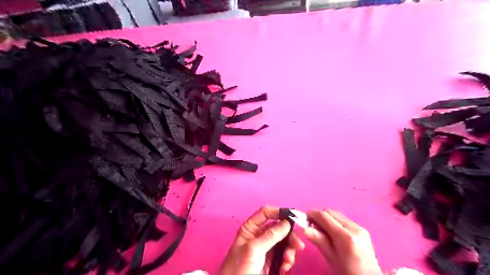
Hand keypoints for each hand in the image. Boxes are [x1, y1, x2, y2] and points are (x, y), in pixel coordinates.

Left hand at [217, 206, 305, 274]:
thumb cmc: (238, 269)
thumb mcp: (254, 249)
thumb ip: (271, 235)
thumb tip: (286, 222)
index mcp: (250, 228)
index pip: (266, 213)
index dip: (279, 212)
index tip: (293, 217)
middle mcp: (258, 236)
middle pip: (278, 228)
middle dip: (289, 236)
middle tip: (297, 245)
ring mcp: (265, 248)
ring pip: (283, 242)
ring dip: (289, 250)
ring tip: (288, 261)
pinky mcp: (271, 261)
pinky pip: (283, 255)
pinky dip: (287, 260)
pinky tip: (285, 267)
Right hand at [305, 210, 384, 274]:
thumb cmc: (348, 273)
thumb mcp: (331, 258)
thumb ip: (319, 241)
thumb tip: (303, 228)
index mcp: (346, 237)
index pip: (325, 216)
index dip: (312, 214)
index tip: (303, 218)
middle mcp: (354, 228)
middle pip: (331, 212)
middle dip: (319, 215)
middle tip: (311, 225)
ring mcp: (360, 227)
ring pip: (337, 214)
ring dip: (326, 218)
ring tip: (321, 229)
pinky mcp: (362, 229)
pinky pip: (343, 219)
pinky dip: (334, 221)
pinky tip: (331, 232)